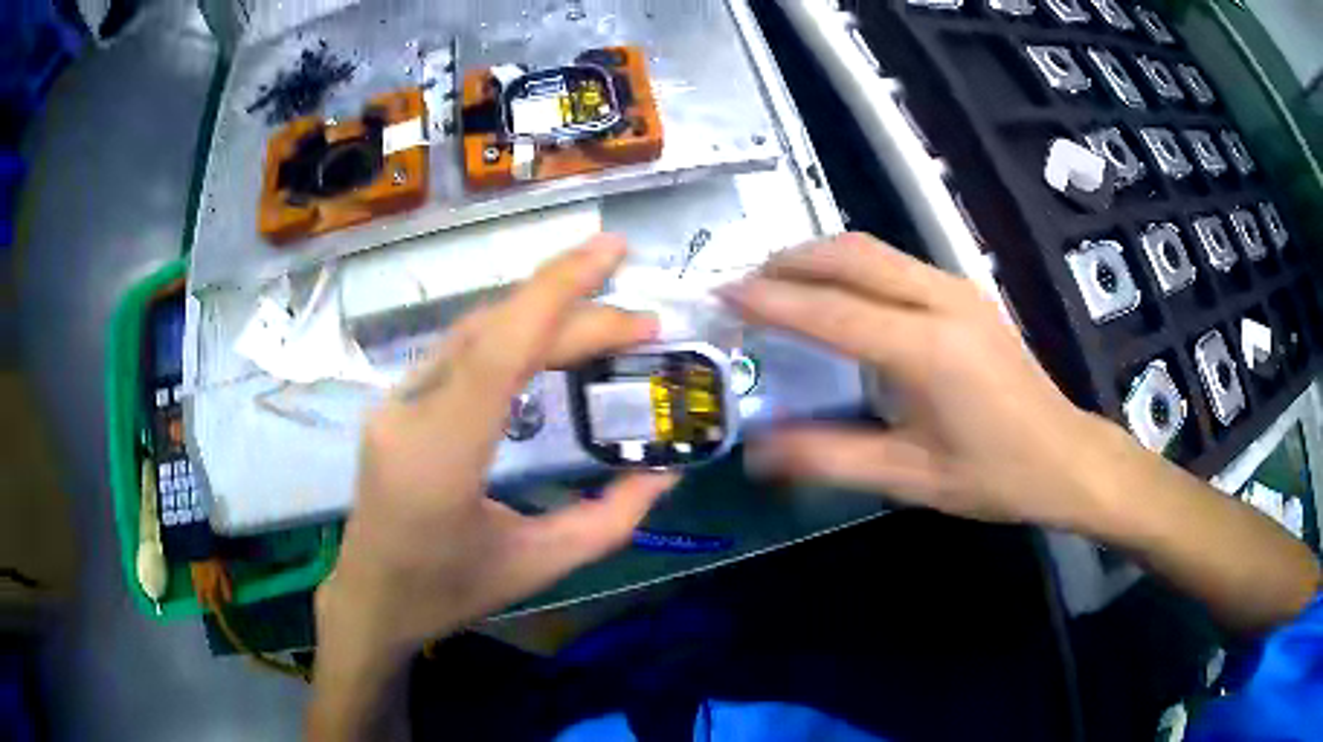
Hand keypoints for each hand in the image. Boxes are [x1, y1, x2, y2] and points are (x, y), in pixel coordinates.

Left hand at [317, 235, 676, 662]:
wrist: (370, 598)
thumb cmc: (449, 592)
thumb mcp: (538, 566)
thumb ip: (609, 520)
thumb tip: (665, 473)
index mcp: (440, 458)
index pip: (497, 351)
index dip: (556, 292)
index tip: (613, 252)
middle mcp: (409, 412)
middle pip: (494, 333)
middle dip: (573, 312)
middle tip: (644, 323)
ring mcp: (395, 401)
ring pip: (474, 332)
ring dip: (542, 315)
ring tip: (606, 323)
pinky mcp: (397, 401)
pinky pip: (460, 351)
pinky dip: (513, 333)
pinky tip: (550, 340)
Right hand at [723, 233, 1112, 529]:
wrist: (1064, 456)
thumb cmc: (992, 475)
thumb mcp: (909, 478)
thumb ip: (830, 457)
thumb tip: (757, 450)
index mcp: (928, 350)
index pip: (832, 311)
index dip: (771, 301)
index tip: (721, 294)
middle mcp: (942, 300)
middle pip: (851, 254)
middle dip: (789, 262)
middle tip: (743, 285)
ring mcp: (958, 289)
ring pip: (873, 249)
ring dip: (818, 259)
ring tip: (776, 285)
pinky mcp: (965, 292)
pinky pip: (894, 262)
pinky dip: (850, 267)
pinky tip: (834, 294)